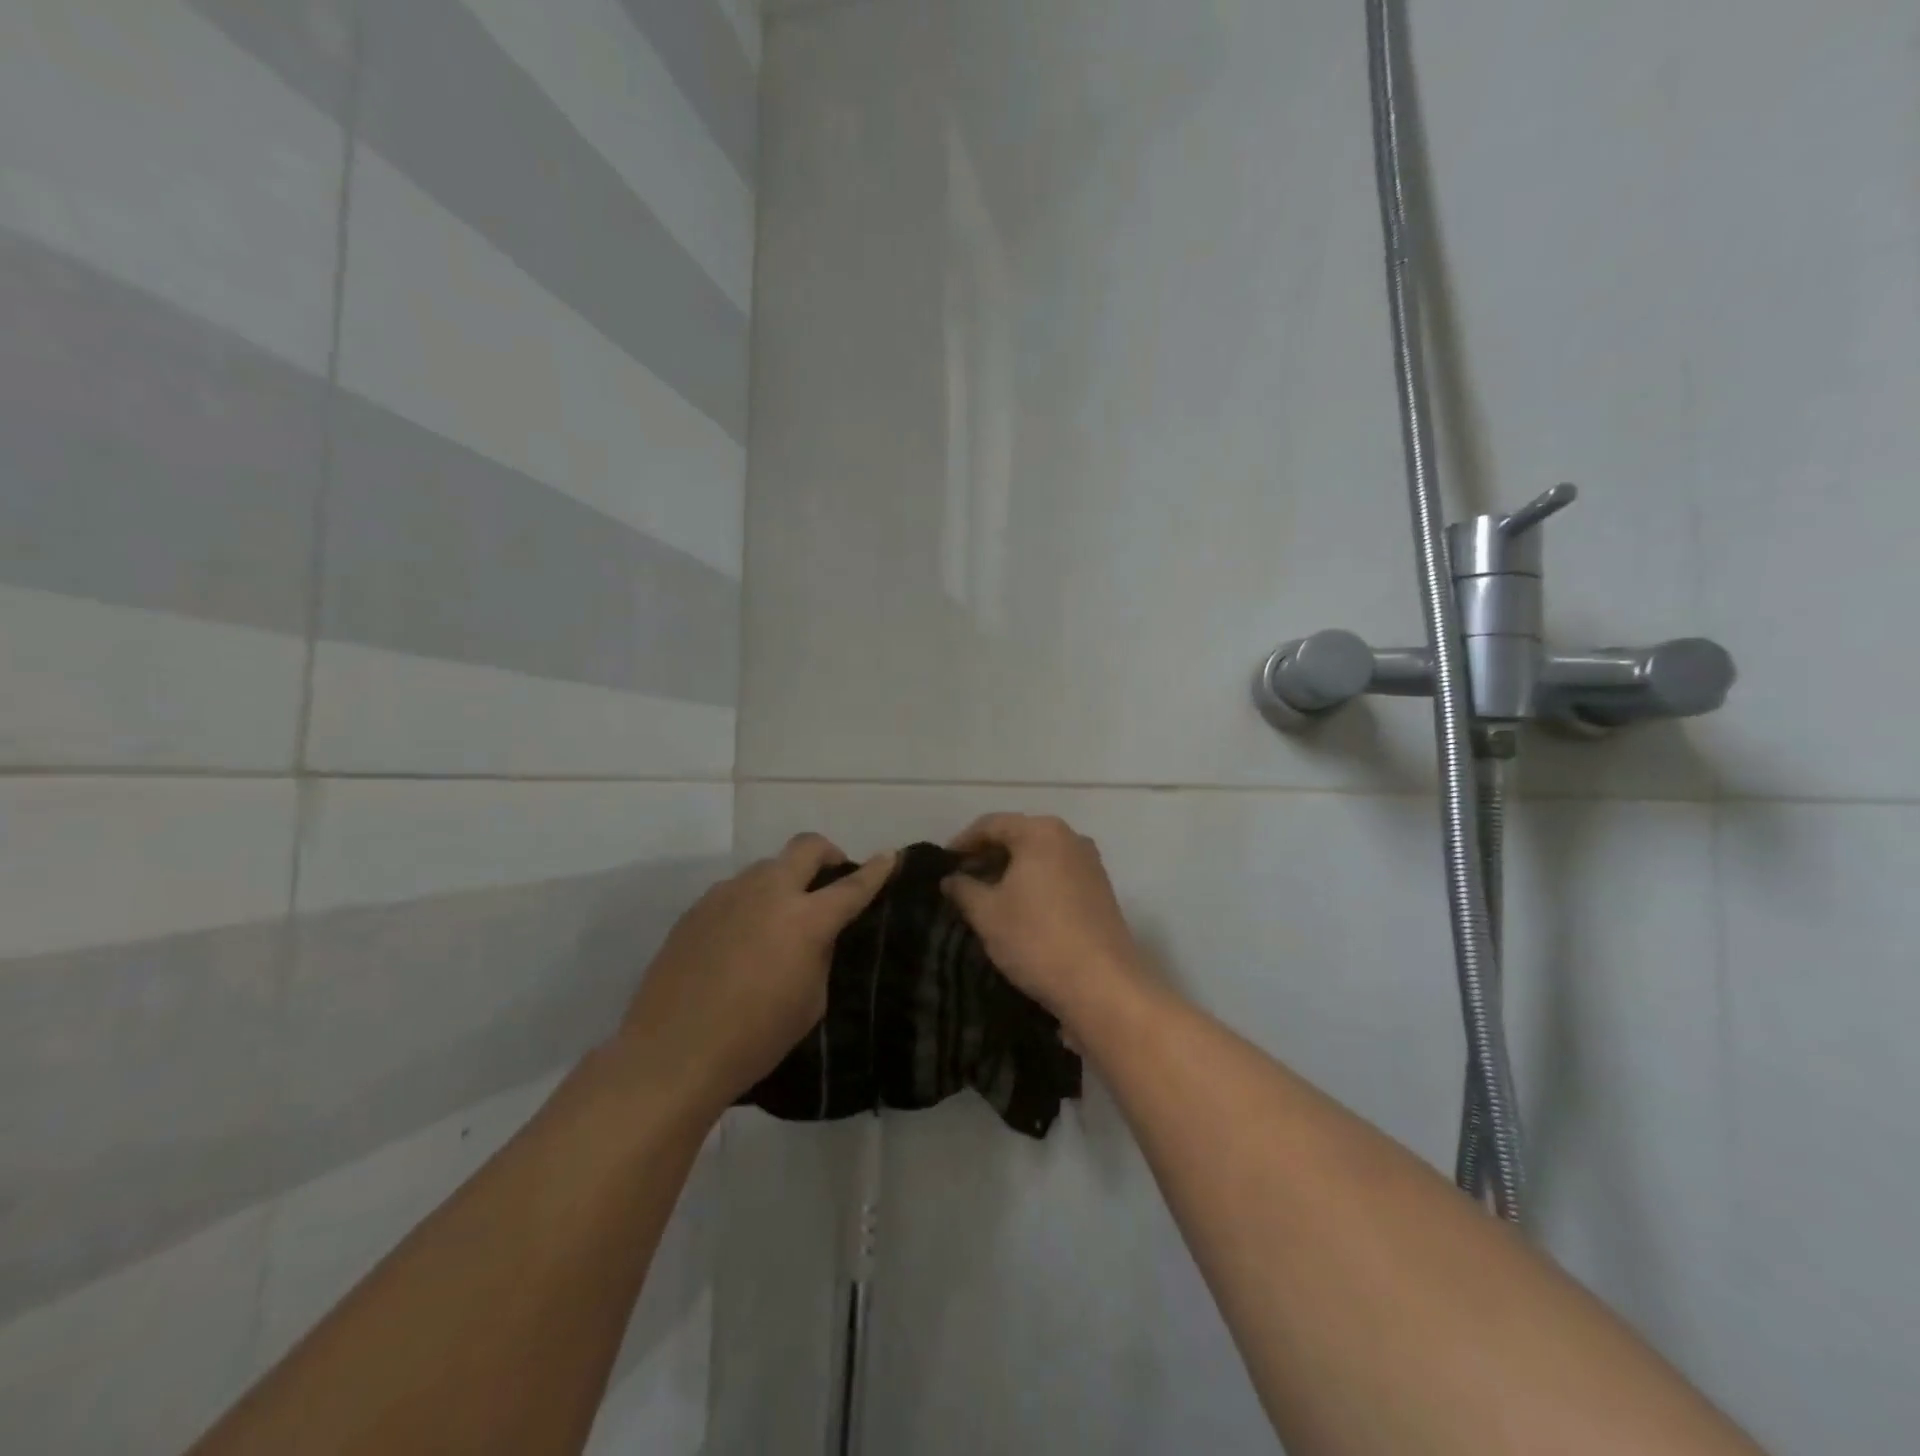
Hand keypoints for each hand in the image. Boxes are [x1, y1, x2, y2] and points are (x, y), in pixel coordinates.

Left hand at [620, 834, 893, 1117]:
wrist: (672, 1053)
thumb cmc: (754, 1038)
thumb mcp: (810, 1002)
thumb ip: (819, 955)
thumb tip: (816, 934)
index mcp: (805, 920)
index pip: (851, 886)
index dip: (876, 870)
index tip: (889, 856)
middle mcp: (767, 892)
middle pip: (805, 847)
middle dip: (827, 853)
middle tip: (832, 875)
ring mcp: (727, 895)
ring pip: (766, 867)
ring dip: (784, 880)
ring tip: (780, 918)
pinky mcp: (696, 909)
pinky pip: (734, 892)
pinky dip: (750, 902)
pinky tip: (741, 939)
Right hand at [940, 813, 1144, 1022]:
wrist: (1102, 985)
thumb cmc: (1037, 940)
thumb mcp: (987, 914)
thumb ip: (964, 889)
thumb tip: (950, 879)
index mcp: (1041, 832)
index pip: (991, 825)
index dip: (962, 843)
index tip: (942, 865)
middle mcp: (1070, 837)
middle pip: (1018, 836)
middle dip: (987, 856)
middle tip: (960, 882)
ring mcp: (1090, 863)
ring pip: (1039, 857)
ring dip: (1010, 871)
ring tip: (985, 897)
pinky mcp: (1100, 890)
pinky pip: (1057, 874)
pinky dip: (1033, 883)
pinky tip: (1018, 909)